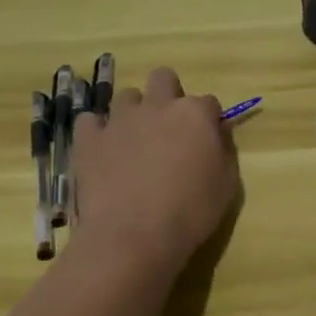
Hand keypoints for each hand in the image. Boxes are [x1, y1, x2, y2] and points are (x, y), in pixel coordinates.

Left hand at [69, 67, 240, 277]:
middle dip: (168, 95)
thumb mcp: (227, 185)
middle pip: (164, 78)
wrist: (132, 237)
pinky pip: (89, 120)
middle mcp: (157, 106)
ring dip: (134, 112)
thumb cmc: (190, 213)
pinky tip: (103, 150)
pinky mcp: (88, 139)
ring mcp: (119, 119)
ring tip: (134, 142)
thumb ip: (225, 150)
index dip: (208, 120)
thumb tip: (219, 130)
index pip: (208, 102)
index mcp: (195, 114)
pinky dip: (97, 131)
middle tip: (169, 128)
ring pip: (127, 96)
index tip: (206, 141)